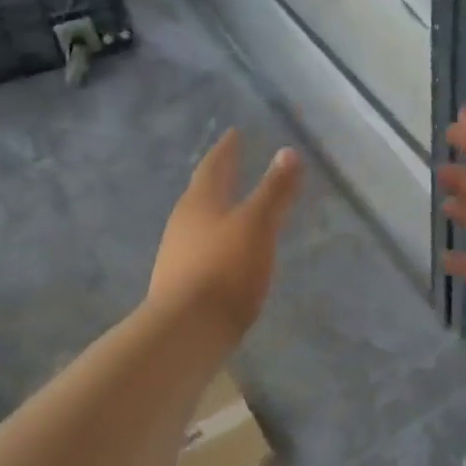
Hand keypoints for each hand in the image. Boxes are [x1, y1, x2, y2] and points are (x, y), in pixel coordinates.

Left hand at [148, 129, 301, 340]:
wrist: (186, 331)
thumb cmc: (225, 269)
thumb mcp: (257, 225)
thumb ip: (273, 190)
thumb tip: (288, 151)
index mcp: (200, 202)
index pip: (214, 166)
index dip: (227, 149)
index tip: (235, 134)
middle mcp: (183, 223)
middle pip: (202, 193)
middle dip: (219, 178)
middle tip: (234, 166)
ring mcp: (177, 255)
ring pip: (199, 223)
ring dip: (217, 212)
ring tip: (235, 209)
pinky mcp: (180, 285)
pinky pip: (201, 251)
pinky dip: (218, 242)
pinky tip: (228, 253)